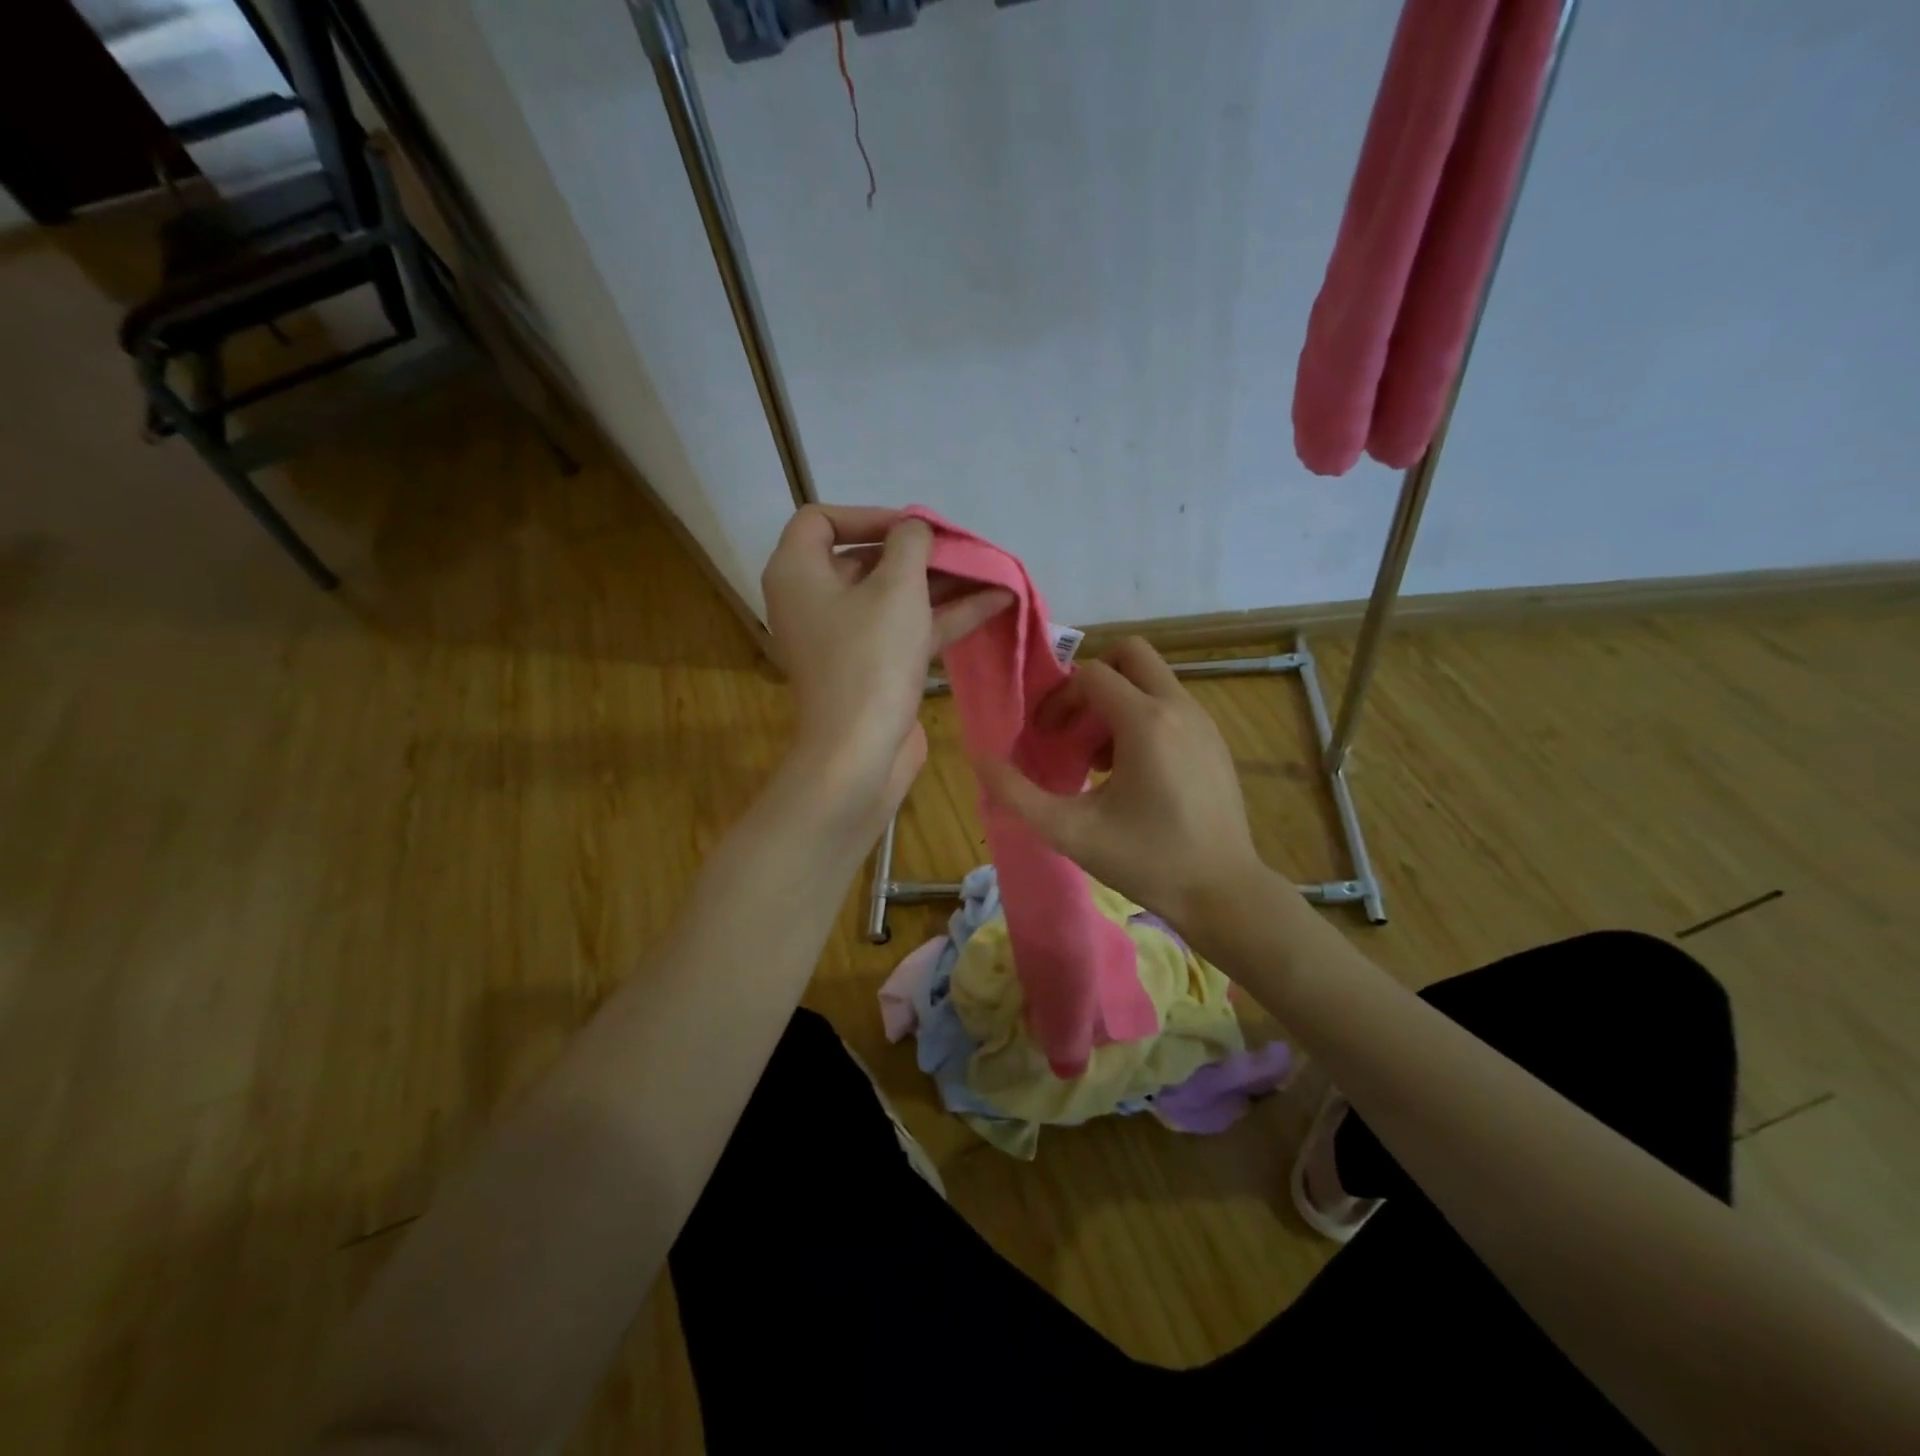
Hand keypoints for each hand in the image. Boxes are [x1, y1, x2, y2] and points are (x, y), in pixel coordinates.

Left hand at [762, 505, 1011, 825]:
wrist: (859, 754)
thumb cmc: (870, 658)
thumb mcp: (896, 588)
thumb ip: (910, 544)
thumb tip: (914, 528)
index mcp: (798, 573)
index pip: (821, 520)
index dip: (869, 515)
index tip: (913, 527)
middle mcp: (814, 601)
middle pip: (866, 559)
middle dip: (920, 552)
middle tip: (963, 548)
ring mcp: (845, 638)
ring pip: (894, 596)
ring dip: (942, 583)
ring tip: (992, 570)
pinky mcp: (872, 667)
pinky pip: (907, 629)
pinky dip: (945, 615)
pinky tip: (995, 602)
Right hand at [975, 637, 1265, 928]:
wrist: (1223, 892)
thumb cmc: (1145, 861)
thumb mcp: (1070, 831)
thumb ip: (1017, 794)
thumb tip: (979, 759)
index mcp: (1146, 721)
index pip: (1091, 674)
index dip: (1060, 698)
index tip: (1046, 736)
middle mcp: (1180, 707)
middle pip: (1131, 655)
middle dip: (1094, 680)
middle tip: (1075, 726)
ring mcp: (1205, 722)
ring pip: (1153, 680)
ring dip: (1119, 702)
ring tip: (1101, 760)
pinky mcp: (1216, 742)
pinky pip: (1173, 706)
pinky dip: (1145, 719)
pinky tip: (1135, 774)